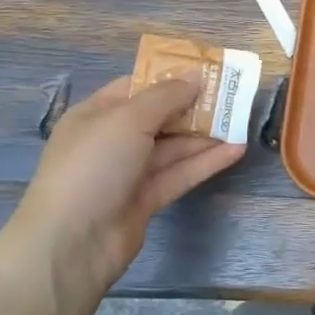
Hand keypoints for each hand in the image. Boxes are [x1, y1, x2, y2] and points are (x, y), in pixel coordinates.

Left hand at [10, 75, 243, 312]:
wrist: (71, 243)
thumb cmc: (93, 166)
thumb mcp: (128, 120)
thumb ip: (165, 96)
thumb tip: (195, 76)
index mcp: (97, 113)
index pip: (137, 86)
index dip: (171, 76)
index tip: (207, 70)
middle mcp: (112, 140)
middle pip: (159, 116)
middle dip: (194, 105)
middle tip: (233, 94)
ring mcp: (129, 172)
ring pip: (173, 147)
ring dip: (205, 134)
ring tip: (242, 120)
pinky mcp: (146, 200)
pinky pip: (179, 174)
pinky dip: (205, 162)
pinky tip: (235, 150)